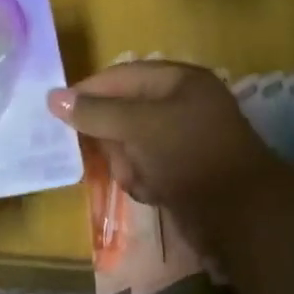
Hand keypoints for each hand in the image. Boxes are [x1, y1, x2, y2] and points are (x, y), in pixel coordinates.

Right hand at [48, 62, 287, 246]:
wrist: (242, 217)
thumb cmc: (190, 156)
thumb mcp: (138, 127)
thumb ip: (95, 112)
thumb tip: (52, 97)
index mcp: (180, 81)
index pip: (122, 76)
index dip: (90, 91)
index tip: (59, 111)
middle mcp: (182, 105)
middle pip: (123, 113)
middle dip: (113, 138)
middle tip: (112, 154)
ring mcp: (183, 141)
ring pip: (130, 145)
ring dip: (127, 164)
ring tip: (141, 178)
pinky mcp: (182, 172)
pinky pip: (145, 168)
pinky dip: (143, 181)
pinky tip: (154, 193)